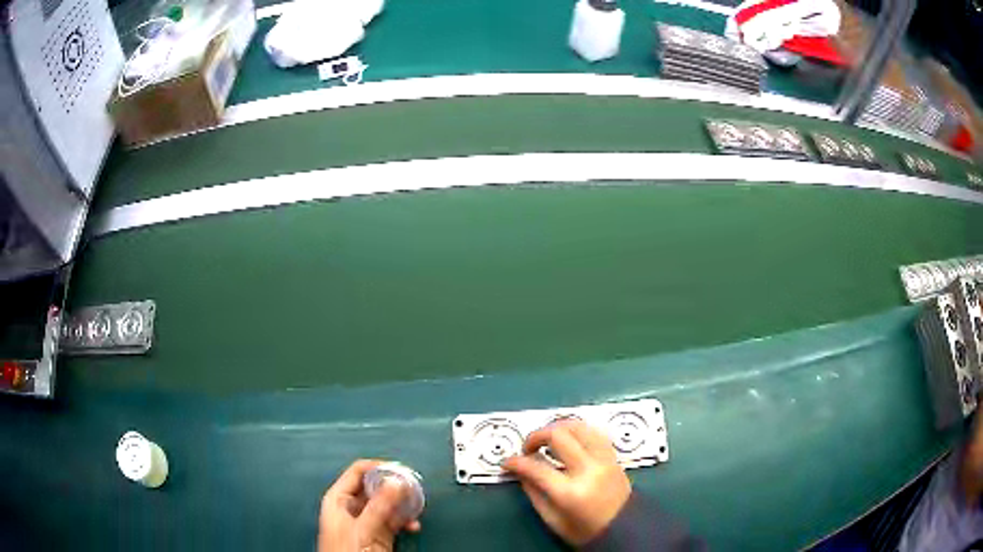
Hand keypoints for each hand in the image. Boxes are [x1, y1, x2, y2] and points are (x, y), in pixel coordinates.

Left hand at [318, 459, 421, 551]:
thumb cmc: (345, 551)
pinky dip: (406, 521)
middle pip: (376, 487)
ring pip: (388, 504)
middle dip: (395, 488)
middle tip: (413, 489)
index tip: (400, 470)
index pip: (359, 472)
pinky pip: (395, 520)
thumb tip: (396, 482)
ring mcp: (366, 521)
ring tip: (416, 508)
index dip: (379, 468)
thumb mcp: (362, 528)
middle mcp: (352, 507)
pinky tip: (413, 525)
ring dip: (403, 505)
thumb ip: (379, 506)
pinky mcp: (378, 534)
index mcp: (338, 499)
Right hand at [503, 420, 630, 545]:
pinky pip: (593, 431)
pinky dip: (576, 430)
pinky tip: (568, 439)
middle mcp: (589, 470)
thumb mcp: (552, 519)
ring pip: (577, 426)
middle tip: (528, 448)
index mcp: (570, 492)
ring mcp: (604, 459)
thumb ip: (534, 493)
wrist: (622, 528)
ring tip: (546, 440)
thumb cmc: (585, 530)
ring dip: (557, 428)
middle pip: (557, 435)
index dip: (516, 462)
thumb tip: (521, 472)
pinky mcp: (612, 456)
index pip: (536, 467)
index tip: (507, 462)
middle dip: (535, 436)